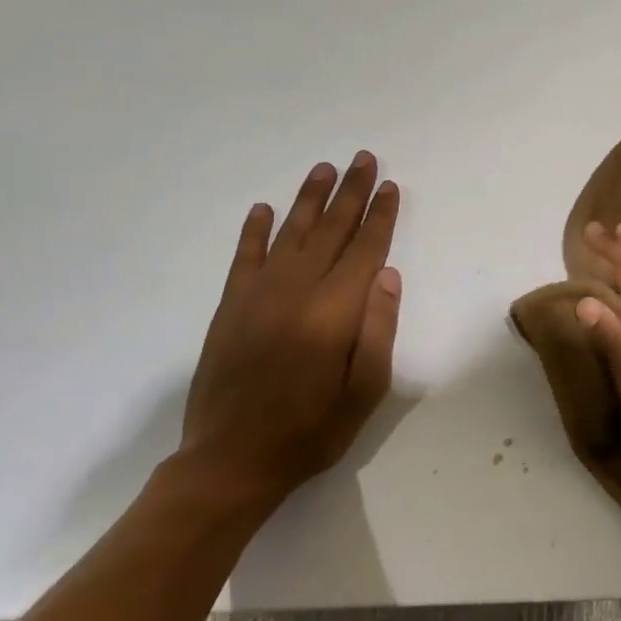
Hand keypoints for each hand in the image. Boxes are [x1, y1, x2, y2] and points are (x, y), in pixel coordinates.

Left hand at [180, 152, 401, 513]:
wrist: (230, 461)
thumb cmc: (311, 430)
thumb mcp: (366, 391)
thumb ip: (379, 329)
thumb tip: (388, 273)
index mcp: (334, 312)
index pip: (365, 250)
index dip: (381, 216)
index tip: (391, 186)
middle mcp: (296, 291)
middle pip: (329, 230)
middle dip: (351, 193)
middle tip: (363, 159)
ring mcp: (257, 296)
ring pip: (289, 233)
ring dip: (308, 198)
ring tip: (324, 168)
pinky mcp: (229, 307)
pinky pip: (244, 257)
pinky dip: (254, 230)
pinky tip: (264, 209)